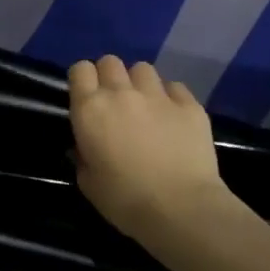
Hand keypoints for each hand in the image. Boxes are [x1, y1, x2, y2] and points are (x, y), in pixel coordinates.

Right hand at [68, 56, 246, 243]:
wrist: (180, 209)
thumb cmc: (124, 200)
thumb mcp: (88, 182)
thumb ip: (82, 155)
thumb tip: (85, 146)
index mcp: (90, 109)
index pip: (80, 69)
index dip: (82, 80)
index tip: (86, 97)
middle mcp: (121, 93)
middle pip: (110, 61)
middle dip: (109, 76)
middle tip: (115, 102)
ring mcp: (158, 95)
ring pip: (143, 69)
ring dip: (139, 83)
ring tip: (145, 106)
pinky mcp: (189, 104)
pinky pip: (175, 86)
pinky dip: (170, 97)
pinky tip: (172, 117)